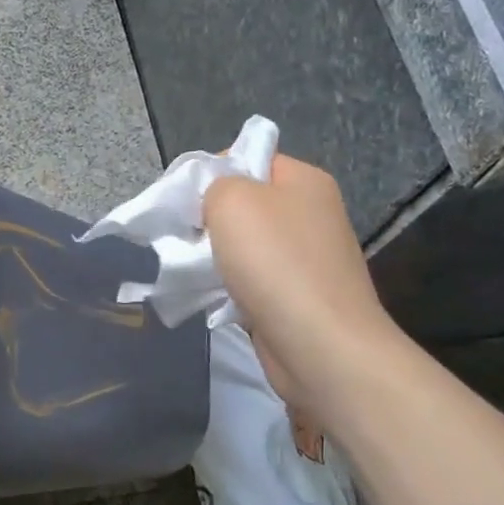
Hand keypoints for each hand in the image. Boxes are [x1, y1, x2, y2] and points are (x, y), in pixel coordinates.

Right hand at [203, 154, 395, 415]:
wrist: (321, 347)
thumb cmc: (275, 263)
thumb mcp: (232, 201)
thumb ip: (214, 184)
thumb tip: (213, 200)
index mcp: (304, 181)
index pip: (248, 158)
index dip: (210, 174)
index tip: (182, 201)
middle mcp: (311, 213)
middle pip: (244, 203)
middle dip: (208, 219)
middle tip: (184, 238)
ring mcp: (307, 257)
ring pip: (244, 245)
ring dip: (216, 257)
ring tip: (194, 271)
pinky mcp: (298, 296)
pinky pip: (252, 280)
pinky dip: (231, 288)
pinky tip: (216, 300)